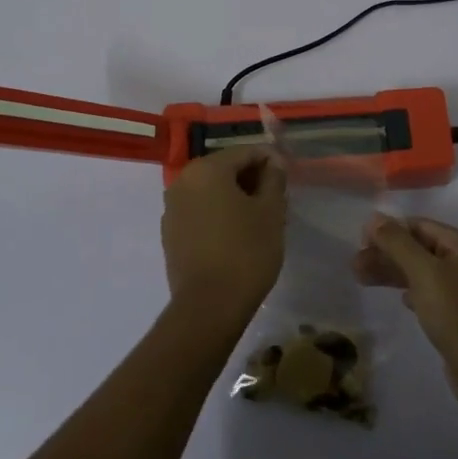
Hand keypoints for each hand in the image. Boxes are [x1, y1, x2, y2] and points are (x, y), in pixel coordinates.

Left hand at [161, 149, 286, 332]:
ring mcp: (172, 208)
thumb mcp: (271, 212)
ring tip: (258, 220)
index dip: (270, 161)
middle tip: (276, 201)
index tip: (287, 178)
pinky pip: (199, 212)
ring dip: (234, 198)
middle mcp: (183, 181)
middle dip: (251, 180)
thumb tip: (273, 162)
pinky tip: (236, 235)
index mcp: (207, 169)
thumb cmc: (246, 251)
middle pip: (225, 169)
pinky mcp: (170, 233)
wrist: (209, 306)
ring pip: (211, 192)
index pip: (245, 152)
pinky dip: (218, 215)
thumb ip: (274, 179)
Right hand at [353, 214, 457, 420]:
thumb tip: (374, 217)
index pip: (421, 226)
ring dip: (393, 273)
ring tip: (360, 278)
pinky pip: (430, 294)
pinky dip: (410, 292)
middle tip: (355, 265)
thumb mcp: (425, 274)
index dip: (390, 230)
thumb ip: (398, 243)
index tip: (360, 241)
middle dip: (387, 254)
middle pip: (420, 249)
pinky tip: (399, 300)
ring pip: (422, 273)